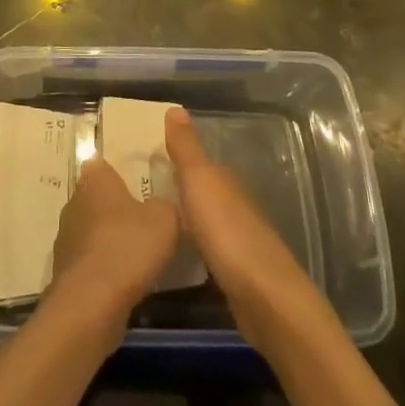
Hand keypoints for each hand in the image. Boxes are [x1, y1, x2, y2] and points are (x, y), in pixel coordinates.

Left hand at [50, 158, 179, 323]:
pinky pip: (89, 260)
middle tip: (144, 219)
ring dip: (109, 239)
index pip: (103, 164)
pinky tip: (123, 280)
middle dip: (116, 207)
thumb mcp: (166, 220)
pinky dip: (103, 267)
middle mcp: (74, 201)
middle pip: (97, 197)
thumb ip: (166, 206)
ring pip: (92, 229)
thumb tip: (160, 207)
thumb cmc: (128, 247)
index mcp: (95, 179)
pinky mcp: (64, 270)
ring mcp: (65, 236)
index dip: (119, 171)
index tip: (138, 182)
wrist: (91, 303)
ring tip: (137, 253)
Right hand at [165, 108, 319, 347]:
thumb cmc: (226, 231)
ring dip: (186, 219)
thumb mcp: (199, 181)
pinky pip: (209, 250)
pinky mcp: (237, 273)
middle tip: (139, 192)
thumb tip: (175, 107)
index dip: (175, 160)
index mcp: (226, 181)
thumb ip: (186, 148)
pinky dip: (194, 246)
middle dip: (178, 189)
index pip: (199, 163)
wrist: (264, 297)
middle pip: (203, 191)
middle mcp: (235, 204)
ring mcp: (239, 240)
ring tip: (152, 221)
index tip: (145, 162)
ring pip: (206, 220)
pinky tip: (177, 254)